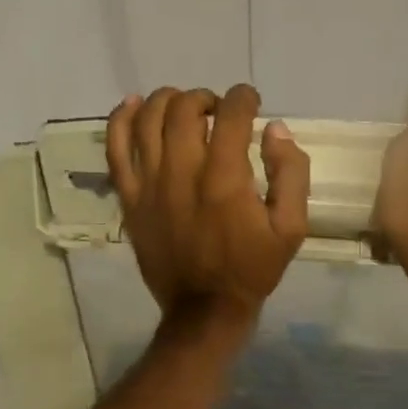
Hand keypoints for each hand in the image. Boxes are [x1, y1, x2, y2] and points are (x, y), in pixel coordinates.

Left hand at [106, 84, 310, 327]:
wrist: (205, 310)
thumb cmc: (252, 270)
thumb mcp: (291, 229)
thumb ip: (291, 174)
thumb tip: (275, 130)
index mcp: (225, 178)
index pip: (231, 113)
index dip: (243, 98)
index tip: (250, 104)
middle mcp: (183, 172)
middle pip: (185, 108)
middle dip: (205, 98)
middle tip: (217, 112)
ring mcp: (150, 184)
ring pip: (148, 118)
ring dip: (168, 101)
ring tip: (183, 108)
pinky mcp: (130, 199)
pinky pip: (116, 147)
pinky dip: (122, 119)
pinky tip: (134, 106)